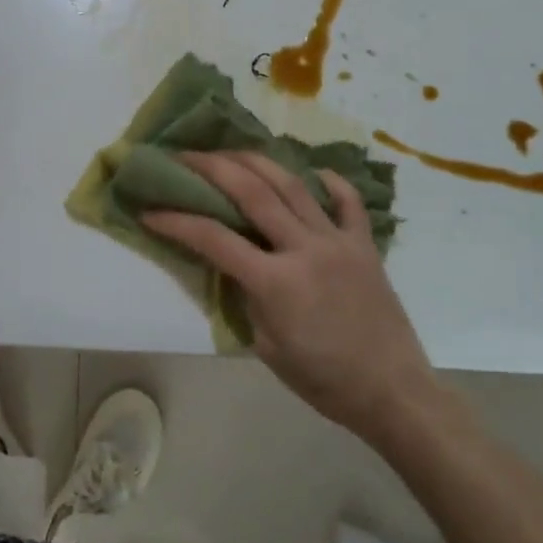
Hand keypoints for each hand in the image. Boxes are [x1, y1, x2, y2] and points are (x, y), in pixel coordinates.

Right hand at [144, 152, 437, 445]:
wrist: (392, 392)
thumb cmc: (323, 380)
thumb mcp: (266, 348)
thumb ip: (244, 297)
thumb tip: (229, 262)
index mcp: (275, 282)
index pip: (213, 239)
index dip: (176, 221)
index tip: (150, 210)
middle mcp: (304, 249)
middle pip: (252, 192)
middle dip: (212, 168)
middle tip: (185, 155)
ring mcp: (338, 240)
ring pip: (293, 185)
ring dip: (257, 161)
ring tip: (232, 150)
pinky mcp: (364, 244)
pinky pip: (347, 201)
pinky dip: (330, 181)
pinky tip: (313, 171)